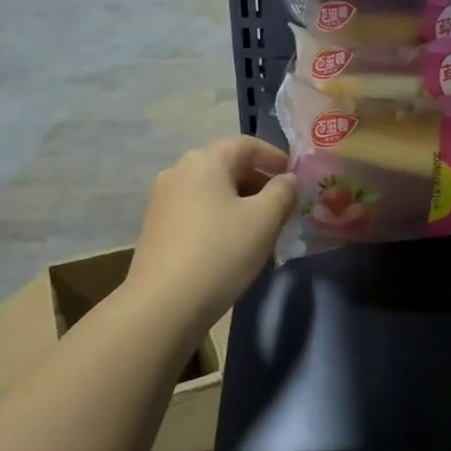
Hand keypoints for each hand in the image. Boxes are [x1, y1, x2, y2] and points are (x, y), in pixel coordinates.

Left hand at [124, 137, 297, 331]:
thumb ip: (283, 192)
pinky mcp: (155, 228)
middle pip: (227, 166)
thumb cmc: (220, 252)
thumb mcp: (265, 220)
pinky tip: (232, 243)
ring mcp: (162, 200)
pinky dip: (219, 216)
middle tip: (283, 205)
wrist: (163, 305)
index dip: (275, 156)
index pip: (247, 144)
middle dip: (258, 181)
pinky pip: (196, 210)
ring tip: (261, 227)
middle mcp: (179, 172)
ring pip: (212, 190)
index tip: (295, 175)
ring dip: (239, 201)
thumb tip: (287, 179)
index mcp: (205, 161)